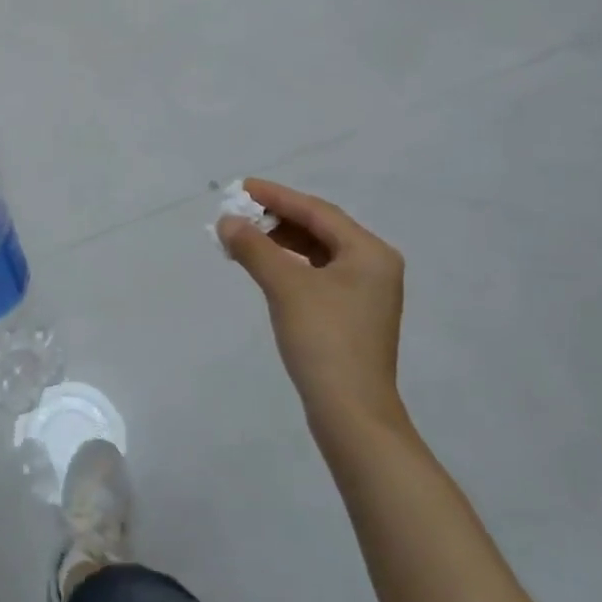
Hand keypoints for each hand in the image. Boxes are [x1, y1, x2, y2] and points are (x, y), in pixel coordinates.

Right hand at [217, 180, 408, 432]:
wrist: (351, 413)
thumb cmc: (324, 340)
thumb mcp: (286, 287)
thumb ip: (255, 248)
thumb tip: (227, 221)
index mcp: (369, 252)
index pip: (317, 211)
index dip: (277, 197)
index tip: (242, 187)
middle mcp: (374, 266)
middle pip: (320, 229)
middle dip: (278, 219)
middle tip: (239, 214)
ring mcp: (365, 294)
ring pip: (318, 253)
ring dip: (282, 243)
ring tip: (245, 238)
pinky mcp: (352, 316)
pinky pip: (318, 275)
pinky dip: (290, 266)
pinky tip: (267, 268)